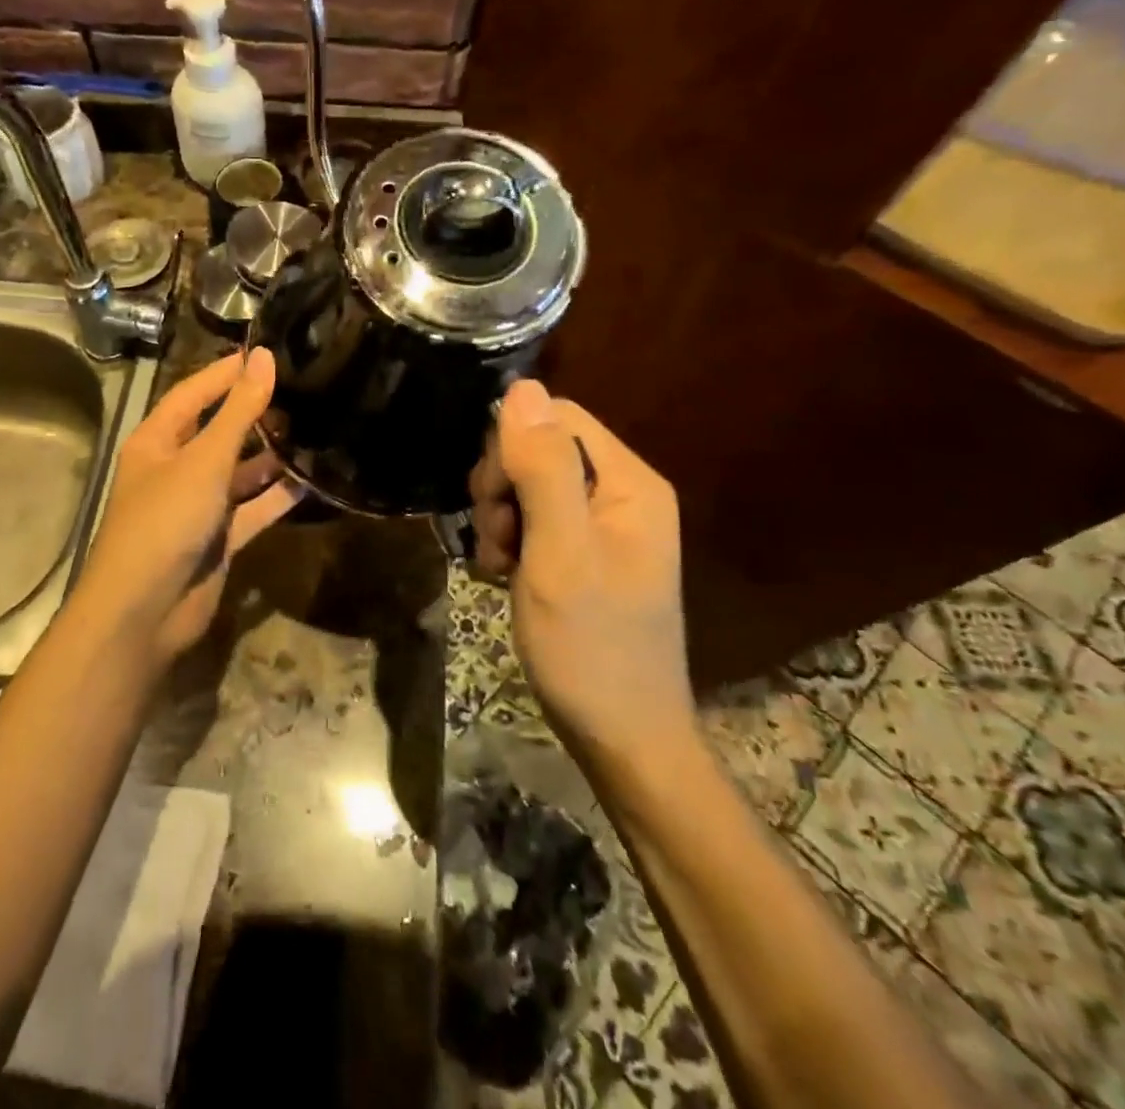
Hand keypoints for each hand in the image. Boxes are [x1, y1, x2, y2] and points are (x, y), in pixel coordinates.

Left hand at [72, 348, 302, 664]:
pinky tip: (314, 480)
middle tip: (304, 392)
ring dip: (272, 456)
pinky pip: (253, 509)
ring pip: (240, 471)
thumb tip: (265, 357)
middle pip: (219, 431)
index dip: (227, 372)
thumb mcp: (204, 460)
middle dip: (256, 414)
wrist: (144, 612)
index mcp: (158, 440)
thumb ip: (238, 410)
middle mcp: (176, 468)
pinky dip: (278, 497)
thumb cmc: (165, 521)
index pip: (194, 393)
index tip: (269, 353)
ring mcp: (198, 505)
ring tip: (315, 430)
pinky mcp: (219, 539)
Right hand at [468, 380, 695, 760]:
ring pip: (528, 484)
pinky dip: (510, 541)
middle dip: (502, 487)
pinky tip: (504, 575)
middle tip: (498, 541)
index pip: (556, 417)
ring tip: (500, 565)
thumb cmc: (590, 647)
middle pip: (539, 448)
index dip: (511, 448)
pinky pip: (534, 519)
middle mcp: (621, 494)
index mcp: (629, 483)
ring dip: (500, 518)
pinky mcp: (585, 553)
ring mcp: (603, 526)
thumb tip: (522, 387)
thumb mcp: (558, 553)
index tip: (495, 502)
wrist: (622, 739)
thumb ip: (542, 468)